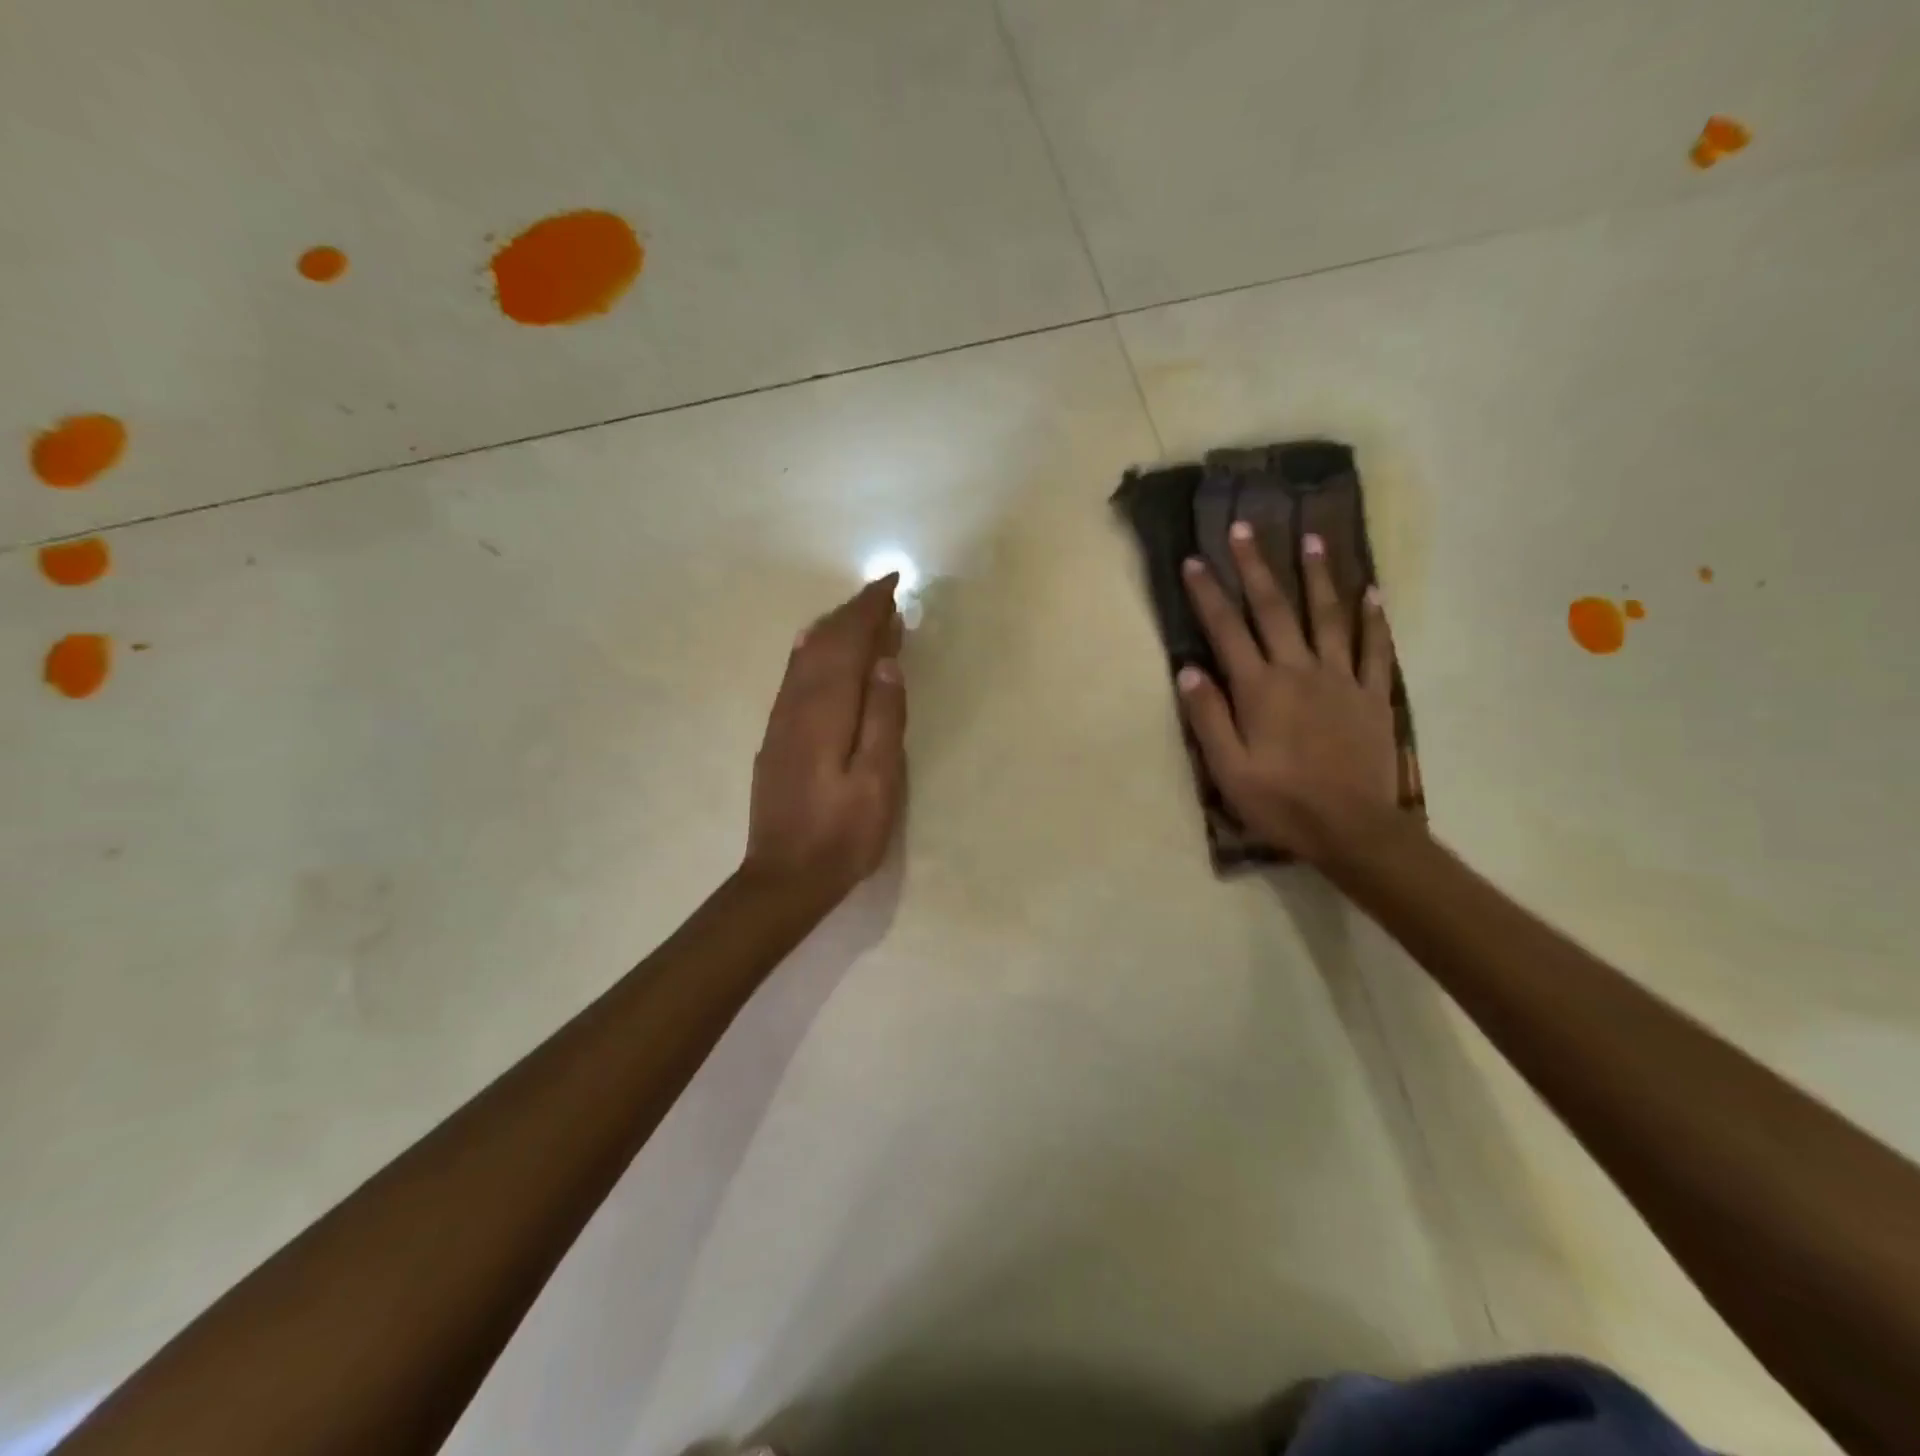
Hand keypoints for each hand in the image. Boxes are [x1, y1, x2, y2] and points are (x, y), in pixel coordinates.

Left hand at [743, 575, 906, 909]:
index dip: (870, 611)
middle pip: (823, 642)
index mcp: (825, 711)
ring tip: (860, 614)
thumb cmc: (842, 834)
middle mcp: (796, 705)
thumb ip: (883, 718)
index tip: (892, 584)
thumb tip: (885, 662)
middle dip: (853, 613)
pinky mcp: (776, 738)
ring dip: (833, 628)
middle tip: (883, 593)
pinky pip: (795, 676)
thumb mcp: (877, 781)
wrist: (784, 878)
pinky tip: (818, 650)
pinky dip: (814, 651)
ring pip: (805, 656)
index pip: (848, 643)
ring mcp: (781, 721)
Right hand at [1177, 525, 1400, 865]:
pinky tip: (1372, 592)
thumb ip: (1208, 716)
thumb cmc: (1281, 802)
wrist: (1352, 828)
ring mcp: (1340, 679)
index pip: (1227, 631)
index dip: (1209, 594)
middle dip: (1256, 567)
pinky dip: (1373, 619)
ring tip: (1311, 539)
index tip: (1195, 560)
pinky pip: (1374, 648)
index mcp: (1260, 689)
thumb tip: (1188, 670)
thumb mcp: (1228, 768)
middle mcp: (1299, 671)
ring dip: (1316, 576)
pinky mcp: (1371, 696)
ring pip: (1327, 616)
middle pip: (1274, 610)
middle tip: (1244, 528)